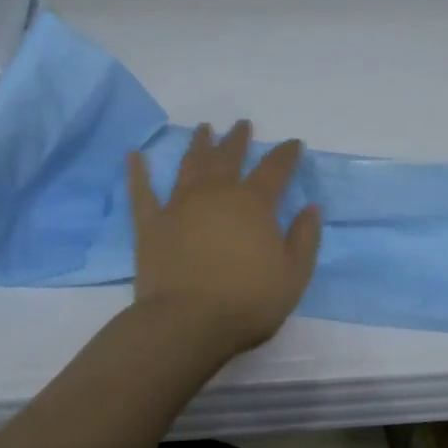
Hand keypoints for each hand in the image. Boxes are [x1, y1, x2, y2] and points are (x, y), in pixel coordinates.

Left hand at [126, 120, 323, 356]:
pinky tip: (135, 156)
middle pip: (228, 158)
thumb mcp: (294, 275)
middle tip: (242, 124)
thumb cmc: (247, 302)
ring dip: (198, 145)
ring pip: (190, 165)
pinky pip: (142, 192)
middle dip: (237, 140)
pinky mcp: (150, 224)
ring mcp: (179, 206)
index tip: (293, 143)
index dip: (286, 154)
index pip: (274, 169)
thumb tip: (312, 207)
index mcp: (253, 204)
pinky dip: (138, 172)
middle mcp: (216, 194)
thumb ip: (304, 238)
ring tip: (203, 129)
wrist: (187, 322)